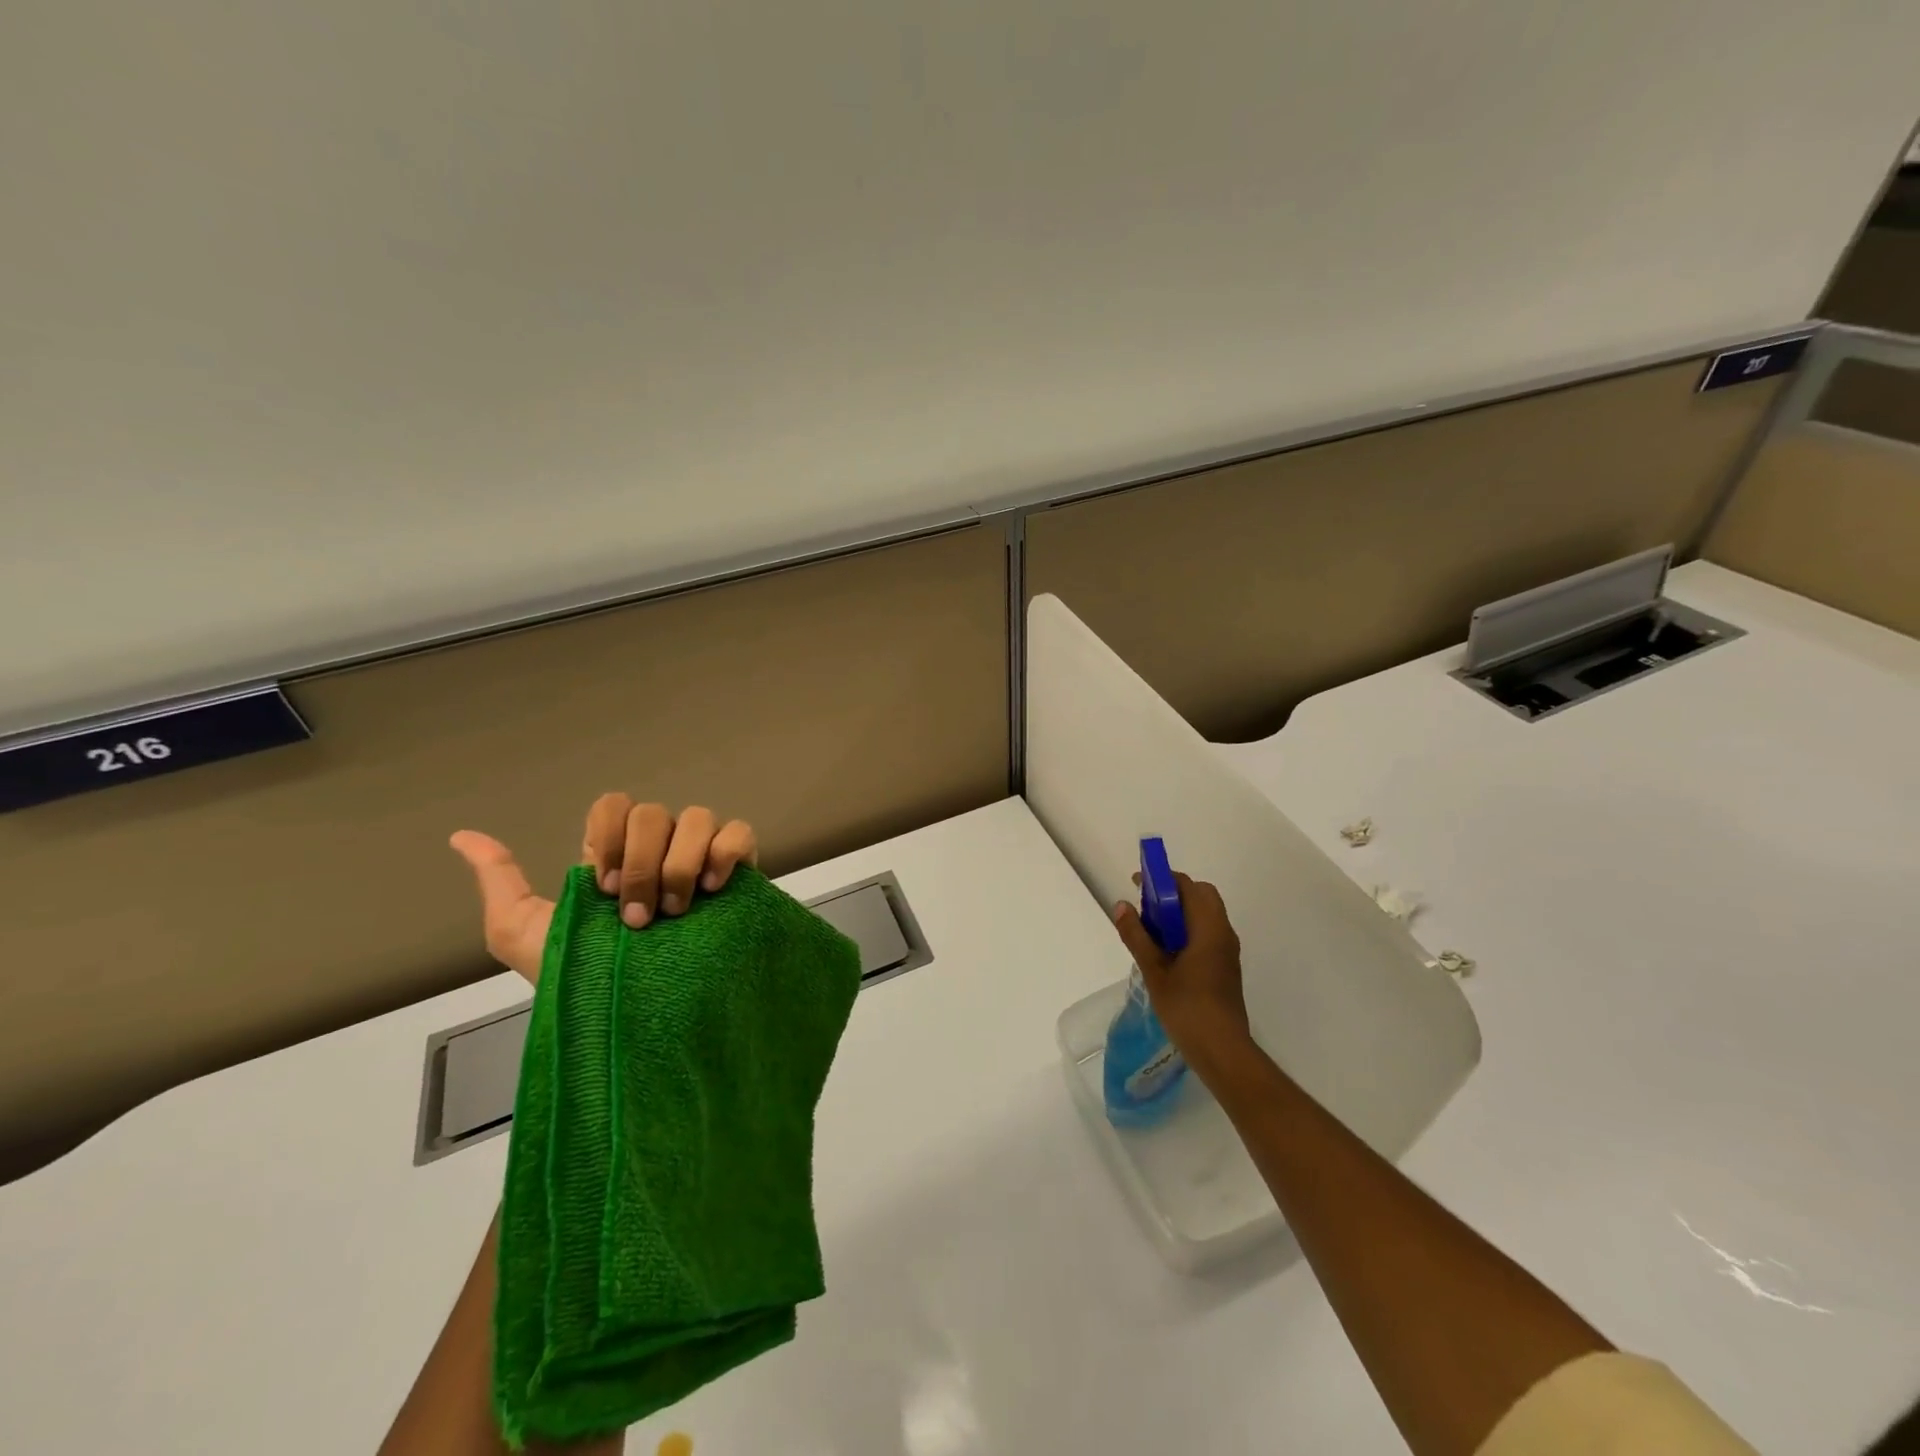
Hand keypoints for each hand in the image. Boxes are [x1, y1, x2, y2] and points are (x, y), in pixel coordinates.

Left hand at [449, 796, 757, 983]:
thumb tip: (462, 836)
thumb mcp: (525, 936)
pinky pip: (739, 834)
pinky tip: (712, 889)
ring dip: (681, 864)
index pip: (614, 806)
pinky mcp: (739, 871)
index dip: (610, 836)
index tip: (603, 889)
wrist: (643, 1024)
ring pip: (698, 817)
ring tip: (678, 911)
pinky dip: (726, 852)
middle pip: (653, 813)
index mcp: (617, 856)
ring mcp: (701, 857)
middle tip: (639, 918)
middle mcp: (660, 848)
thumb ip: (500, 884)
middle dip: (644, 865)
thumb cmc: (585, 982)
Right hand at [1111, 871, 1253, 1078]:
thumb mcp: (1154, 971)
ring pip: (1205, 915)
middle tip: (1146, 908)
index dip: (1162, 879)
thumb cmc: (1187, 1008)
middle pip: (1201, 896)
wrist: (1222, 1050)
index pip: (1187, 886)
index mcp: (1209, 928)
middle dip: (1173, 893)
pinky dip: (1187, 930)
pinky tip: (1167, 952)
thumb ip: (1137, 936)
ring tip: (1151, 931)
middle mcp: (1223, 932)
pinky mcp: (1225, 966)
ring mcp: (1227, 950)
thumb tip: (1121, 905)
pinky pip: (1207, 933)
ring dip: (1180, 913)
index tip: (1137, 884)